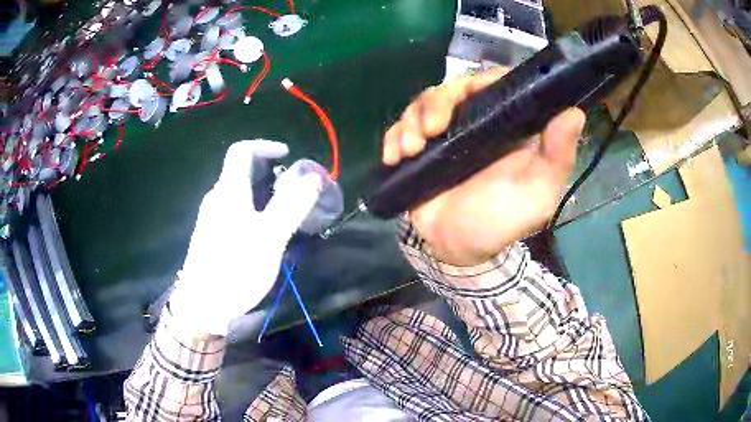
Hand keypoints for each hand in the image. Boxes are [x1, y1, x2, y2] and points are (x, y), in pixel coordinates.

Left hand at [169, 140, 321, 336]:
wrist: (202, 305)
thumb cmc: (236, 268)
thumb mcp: (270, 237)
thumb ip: (291, 205)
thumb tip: (313, 178)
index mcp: (229, 191)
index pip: (241, 151)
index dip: (265, 145)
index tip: (287, 155)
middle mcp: (216, 198)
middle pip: (240, 171)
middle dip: (268, 171)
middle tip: (292, 188)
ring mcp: (211, 217)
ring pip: (238, 192)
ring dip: (262, 192)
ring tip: (283, 211)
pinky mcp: (210, 235)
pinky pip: (234, 209)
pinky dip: (252, 208)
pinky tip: (263, 232)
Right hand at [383, 68, 585, 265]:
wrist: (457, 249)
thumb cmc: (502, 222)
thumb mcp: (538, 195)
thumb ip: (557, 157)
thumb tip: (573, 112)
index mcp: (509, 126)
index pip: (498, 84)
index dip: (484, 81)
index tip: (468, 93)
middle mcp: (478, 122)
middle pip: (454, 88)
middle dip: (436, 103)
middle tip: (430, 130)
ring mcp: (446, 133)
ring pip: (424, 104)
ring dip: (412, 121)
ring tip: (409, 150)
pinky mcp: (421, 147)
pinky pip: (401, 127)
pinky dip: (394, 137)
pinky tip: (394, 157)